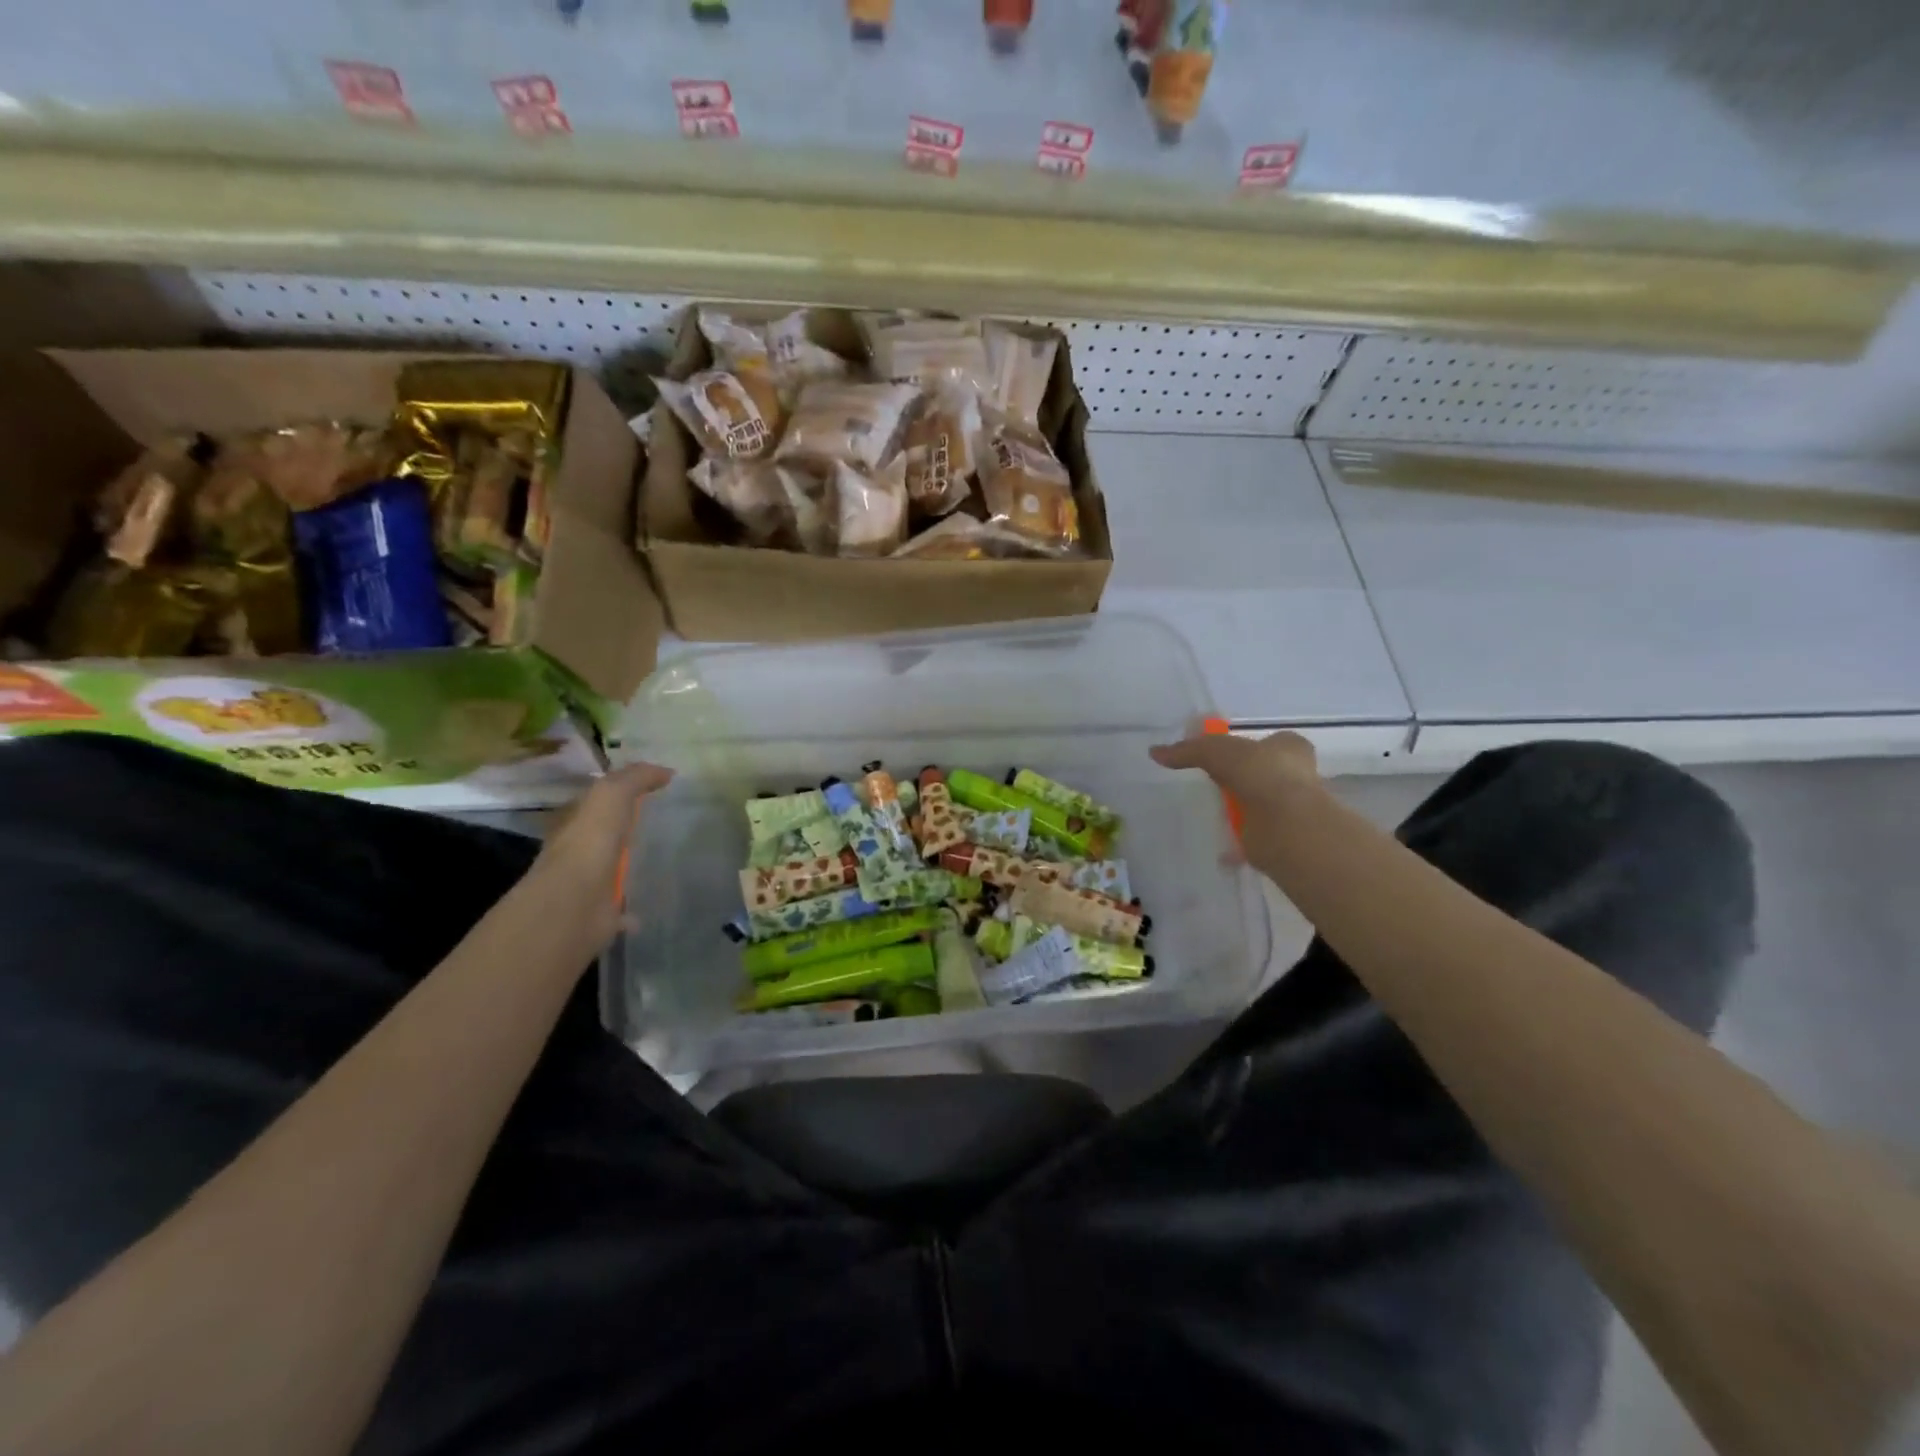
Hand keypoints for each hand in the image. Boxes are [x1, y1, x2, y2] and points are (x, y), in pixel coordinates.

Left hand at [531, 762, 672, 947]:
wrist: (573, 903)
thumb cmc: (589, 842)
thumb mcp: (612, 794)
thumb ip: (636, 778)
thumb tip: (666, 772)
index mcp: (574, 821)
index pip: (596, 800)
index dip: (620, 792)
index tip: (652, 791)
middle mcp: (576, 851)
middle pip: (604, 834)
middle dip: (624, 830)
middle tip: (661, 826)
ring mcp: (586, 884)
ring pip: (610, 869)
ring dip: (628, 868)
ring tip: (659, 864)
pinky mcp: (599, 913)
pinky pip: (619, 909)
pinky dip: (631, 910)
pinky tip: (649, 907)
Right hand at [1150, 730, 1321, 866]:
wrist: (1285, 823)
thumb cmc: (1259, 774)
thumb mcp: (1215, 751)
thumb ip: (1188, 751)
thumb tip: (1155, 752)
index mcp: (1290, 748)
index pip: (1271, 741)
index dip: (1248, 746)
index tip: (1223, 756)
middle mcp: (1296, 776)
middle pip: (1263, 773)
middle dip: (1243, 778)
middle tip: (1214, 784)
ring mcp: (1290, 808)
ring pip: (1260, 805)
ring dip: (1242, 810)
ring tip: (1214, 813)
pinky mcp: (1280, 837)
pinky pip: (1254, 837)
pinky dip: (1239, 844)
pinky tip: (1220, 848)